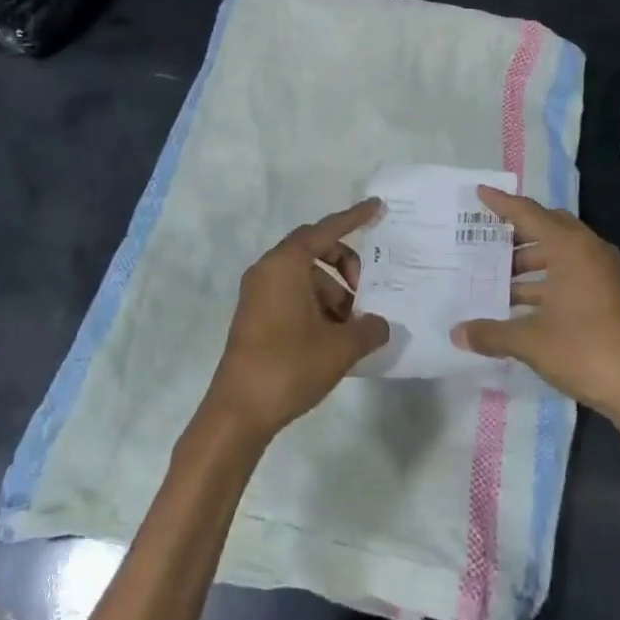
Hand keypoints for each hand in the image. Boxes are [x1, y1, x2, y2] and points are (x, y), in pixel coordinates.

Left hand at [203, 199, 390, 442]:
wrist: (238, 412)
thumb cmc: (289, 367)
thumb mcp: (341, 348)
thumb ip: (369, 329)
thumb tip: (380, 324)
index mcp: (285, 266)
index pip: (325, 231)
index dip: (353, 218)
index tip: (377, 207)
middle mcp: (268, 271)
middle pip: (315, 251)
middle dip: (346, 266)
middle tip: (366, 294)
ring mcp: (258, 295)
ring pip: (306, 278)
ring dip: (334, 294)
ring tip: (353, 328)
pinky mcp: (256, 317)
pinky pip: (294, 296)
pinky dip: (317, 306)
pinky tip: (335, 337)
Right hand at [451, 187, 619, 420]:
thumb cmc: (584, 350)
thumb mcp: (530, 341)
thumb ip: (490, 333)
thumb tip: (456, 334)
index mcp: (570, 247)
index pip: (529, 214)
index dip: (503, 204)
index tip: (480, 192)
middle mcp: (589, 251)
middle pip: (547, 228)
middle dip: (516, 233)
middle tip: (485, 238)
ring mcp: (603, 273)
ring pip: (559, 253)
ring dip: (530, 261)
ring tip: (496, 276)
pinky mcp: (609, 294)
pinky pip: (570, 272)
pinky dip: (545, 279)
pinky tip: (520, 302)